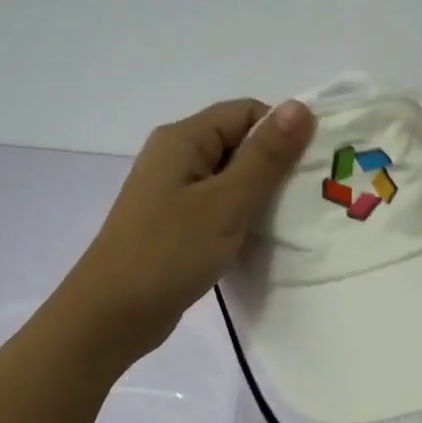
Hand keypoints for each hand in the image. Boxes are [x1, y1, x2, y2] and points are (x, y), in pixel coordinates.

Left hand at [62, 98, 314, 361]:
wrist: (110, 316)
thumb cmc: (169, 252)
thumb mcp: (226, 202)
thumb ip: (265, 156)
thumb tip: (300, 106)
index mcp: (183, 138)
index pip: (247, 112)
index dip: (282, 133)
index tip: (311, 168)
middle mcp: (176, 156)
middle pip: (239, 142)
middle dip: (275, 165)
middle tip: (309, 197)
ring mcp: (173, 191)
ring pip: (231, 177)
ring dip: (261, 194)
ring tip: (291, 220)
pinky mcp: (175, 222)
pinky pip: (218, 205)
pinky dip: (242, 216)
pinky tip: (260, 239)